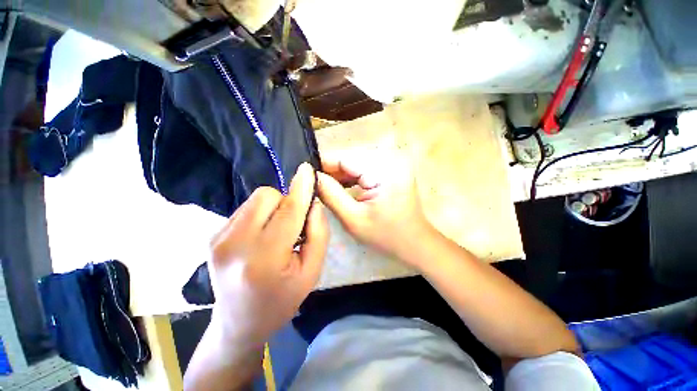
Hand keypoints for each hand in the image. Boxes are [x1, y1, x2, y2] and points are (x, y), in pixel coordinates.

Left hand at [208, 162, 328, 346]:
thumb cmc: (282, 300)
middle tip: (292, 225)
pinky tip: (261, 236)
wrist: (239, 322)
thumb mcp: (312, 271)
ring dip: (273, 208)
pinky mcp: (213, 235)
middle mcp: (234, 244)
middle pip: (266, 196)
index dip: (301, 189)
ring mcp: (218, 238)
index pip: (288, 211)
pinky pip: (245, 208)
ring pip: (256, 199)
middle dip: (286, 202)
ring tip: (276, 232)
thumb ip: (318, 233)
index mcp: (264, 258)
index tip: (308, 170)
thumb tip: (312, 203)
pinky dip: (259, 214)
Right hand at [317, 154, 432, 263]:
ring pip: (355, 164)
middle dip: (331, 172)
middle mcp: (390, 160)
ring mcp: (392, 164)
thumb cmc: (386, 236)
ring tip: (324, 188)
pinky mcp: (391, 170)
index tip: (305, 176)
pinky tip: (340, 188)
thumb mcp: (353, 219)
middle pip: (350, 159)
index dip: (323, 165)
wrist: (415, 242)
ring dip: (340, 175)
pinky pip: (364, 169)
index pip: (345, 158)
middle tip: (313, 185)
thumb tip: (310, 177)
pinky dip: (351, 178)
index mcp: (384, 170)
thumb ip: (330, 195)